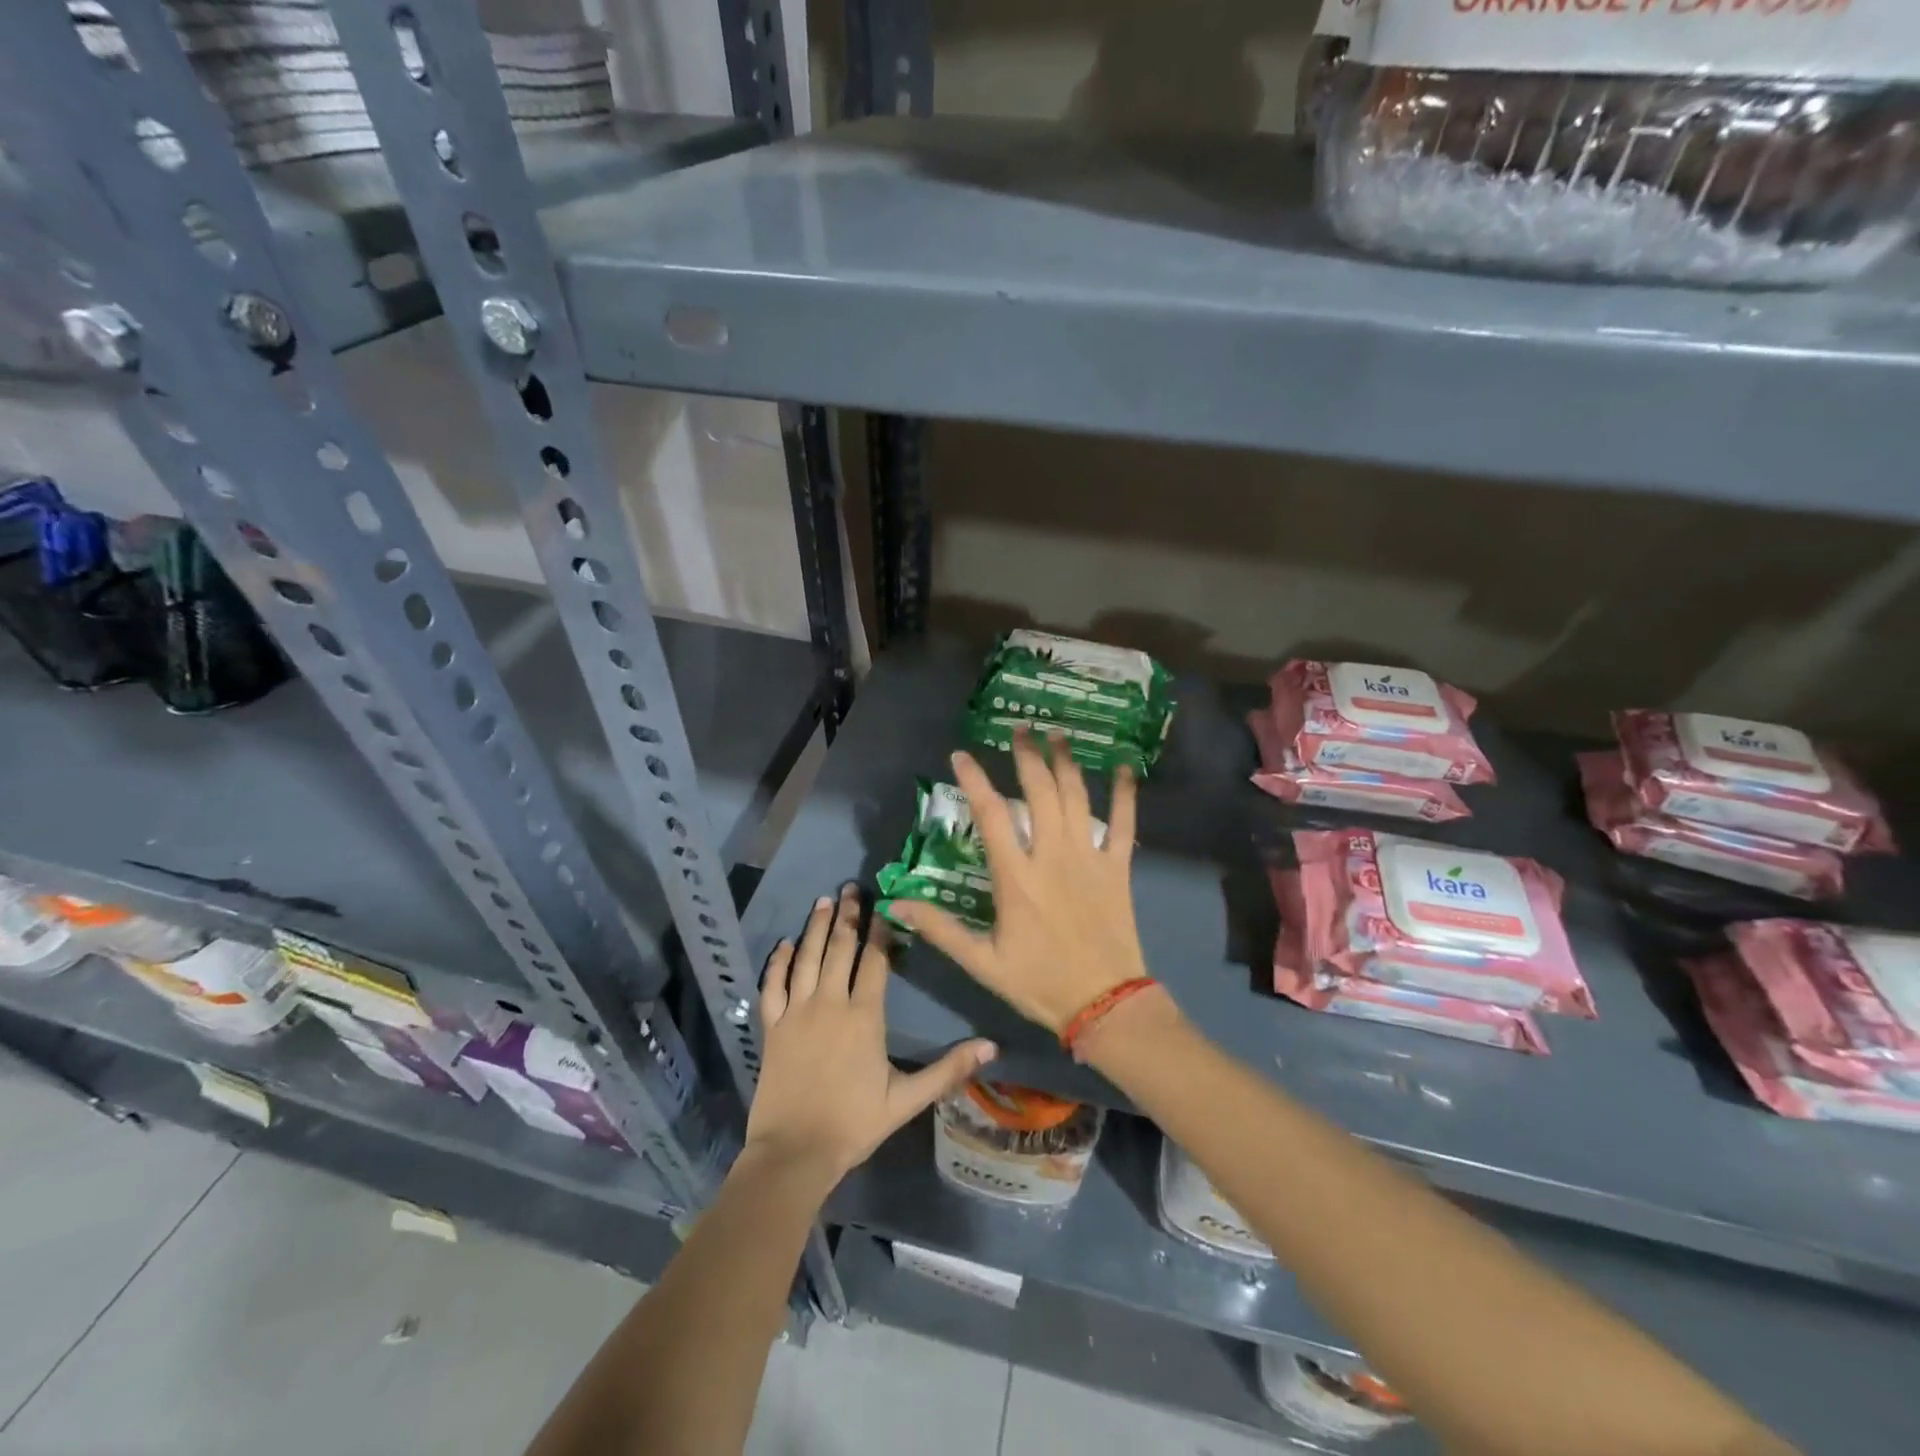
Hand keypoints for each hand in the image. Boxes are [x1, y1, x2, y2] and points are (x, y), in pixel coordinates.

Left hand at [745, 884, 995, 1190]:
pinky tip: (785, 943)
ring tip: (825, 900)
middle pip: (841, 949)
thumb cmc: (854, 1124)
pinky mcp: (772, 1026)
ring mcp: (797, 1012)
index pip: (875, 962)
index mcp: (864, 1017)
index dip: (881, 932)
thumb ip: (948, 1070)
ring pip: (807, 957)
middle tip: (852, 886)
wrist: (794, 1152)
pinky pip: (773, 984)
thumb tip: (991, 1047)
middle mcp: (830, 1003)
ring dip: (817, 927)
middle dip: (849, 915)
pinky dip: (779, 961)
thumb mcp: (907, 1100)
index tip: (885, 906)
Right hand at [889, 730, 1149, 1033]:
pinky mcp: (1118, 868)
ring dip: (1066, 762)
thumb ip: (941, 930)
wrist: (1105, 1003)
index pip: (991, 816)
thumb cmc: (1040, 983)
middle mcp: (1052, 856)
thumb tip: (898, 904)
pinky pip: (1125, 823)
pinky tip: (1125, 768)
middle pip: (1039, 792)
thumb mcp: (983, 963)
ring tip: (1057, 735)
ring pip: (1077, 798)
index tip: (961, 755)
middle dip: (1026, 756)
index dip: (975, 781)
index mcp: (1016, 877)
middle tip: (1018, 729)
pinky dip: (1126, 793)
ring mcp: (1089, 858)